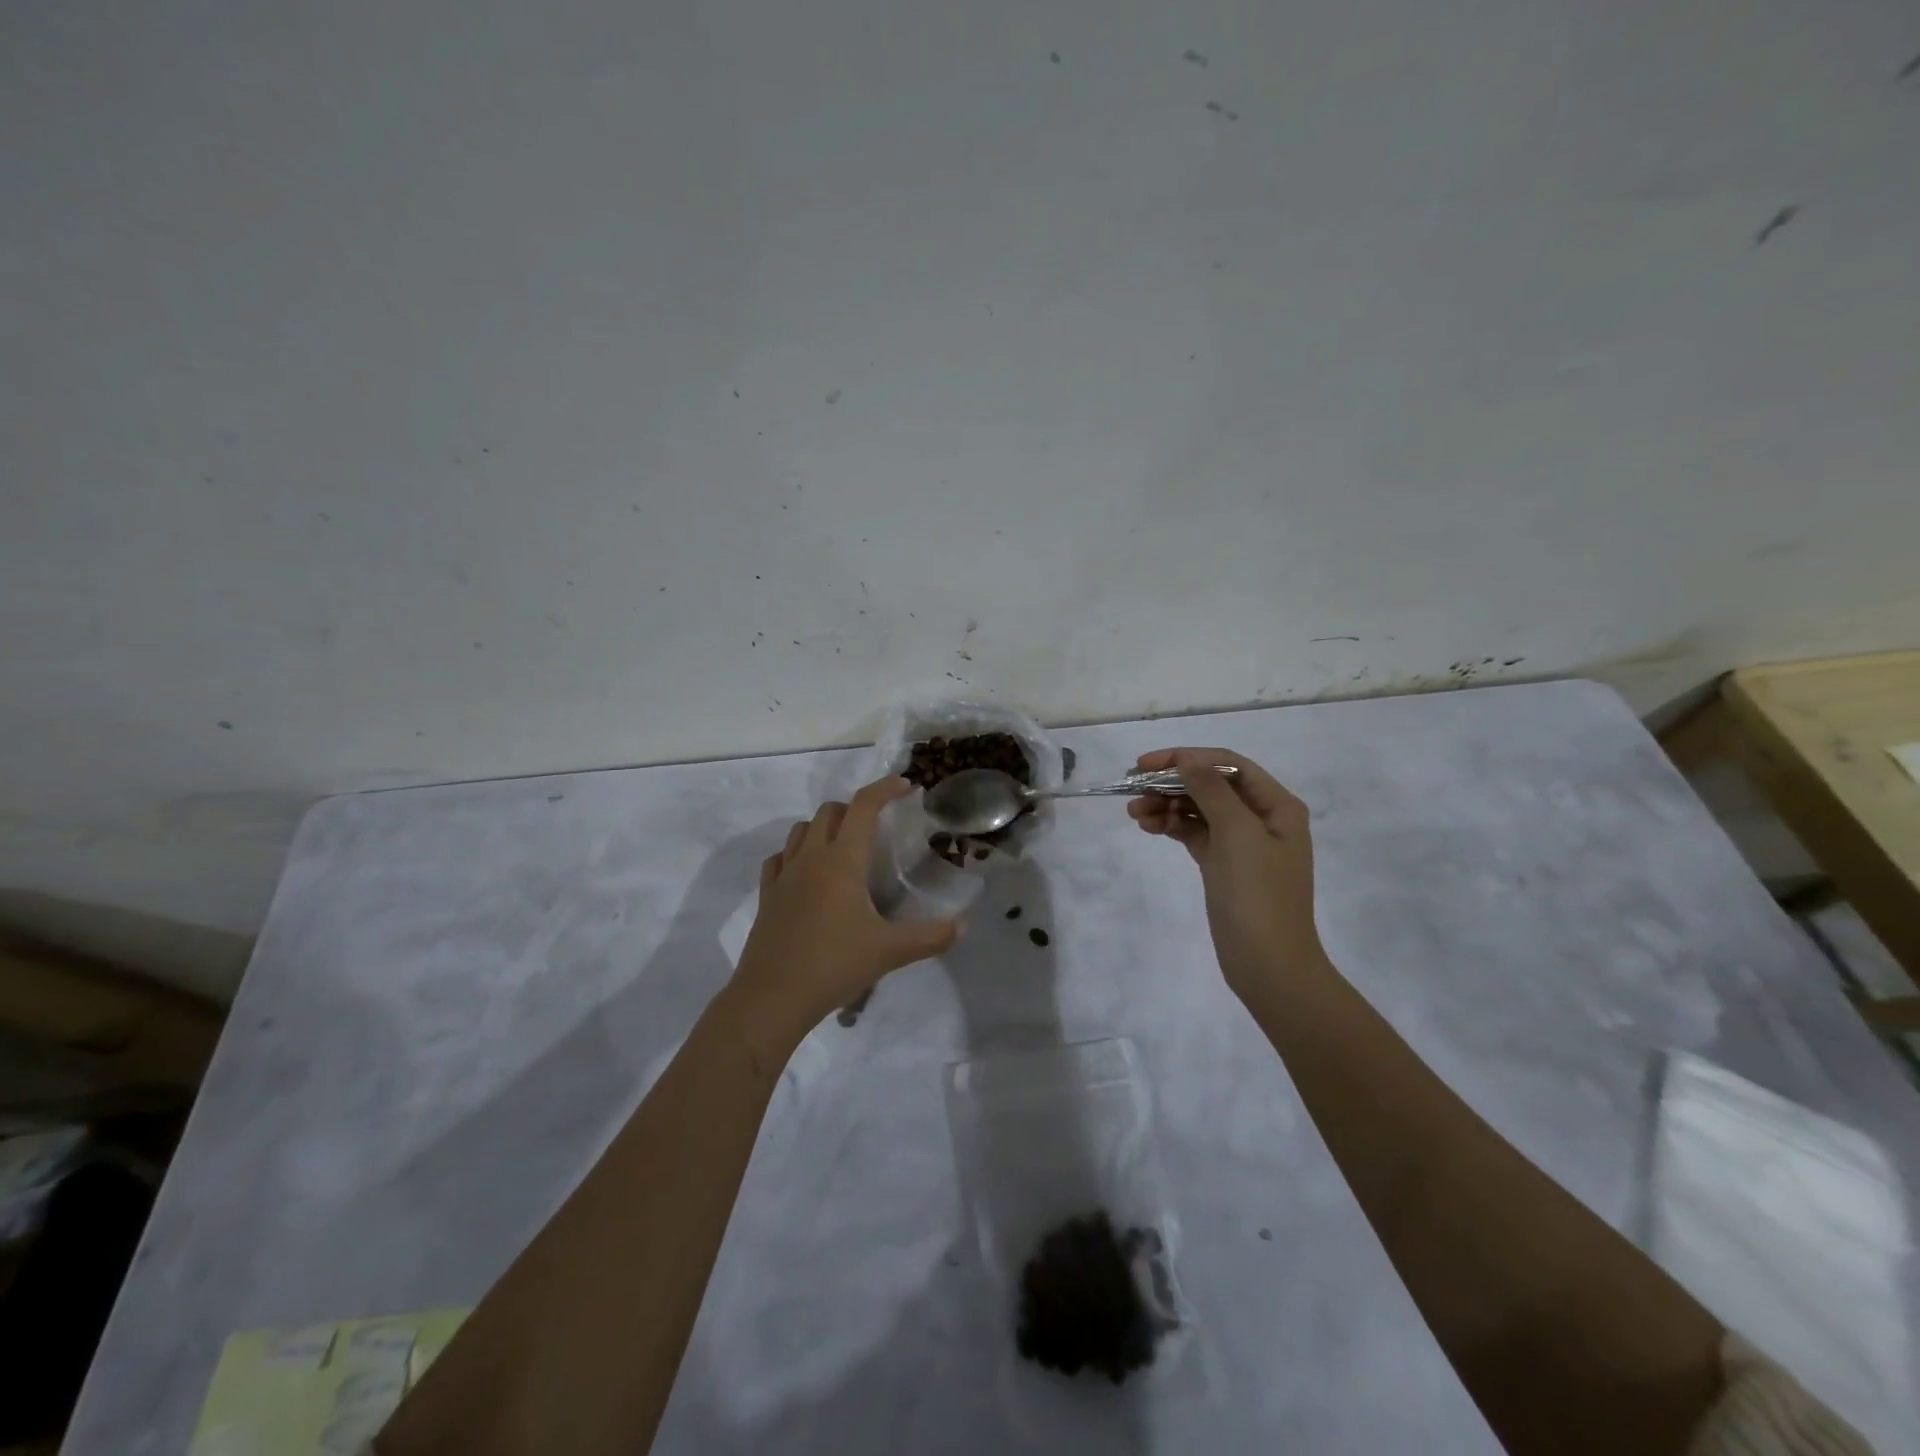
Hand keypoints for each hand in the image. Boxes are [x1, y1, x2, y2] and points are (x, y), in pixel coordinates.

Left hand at [730, 777, 962, 1042]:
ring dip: (824, 826)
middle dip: (856, 808)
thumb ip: (930, 937)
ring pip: (802, 829)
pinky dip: (796, 853)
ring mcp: (784, 875)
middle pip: (830, 811)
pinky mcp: (767, 895)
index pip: (863, 806)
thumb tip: (963, 927)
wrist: (772, 998)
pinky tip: (807, 873)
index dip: (885, 789)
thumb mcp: (889, 952)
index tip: (906, 786)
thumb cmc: (834, 965)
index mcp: (842, 860)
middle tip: (878, 825)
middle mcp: (811, 857)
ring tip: (844, 846)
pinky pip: (780, 858)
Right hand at [1128, 748, 1322, 997]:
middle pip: (1210, 785)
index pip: (1228, 765)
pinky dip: (1172, 826)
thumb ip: (1211, 791)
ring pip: (1198, 809)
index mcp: (1277, 806)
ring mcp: (1241, 843)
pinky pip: (1194, 833)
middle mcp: (1262, 818)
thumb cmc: (1258, 895)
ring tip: (1134, 812)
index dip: (1186, 758)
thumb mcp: (1238, 834)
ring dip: (1166, 804)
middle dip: (1172, 782)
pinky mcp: (1223, 865)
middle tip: (1132, 787)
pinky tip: (1148, 826)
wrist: (1268, 965)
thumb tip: (1188, 760)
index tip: (1145, 764)